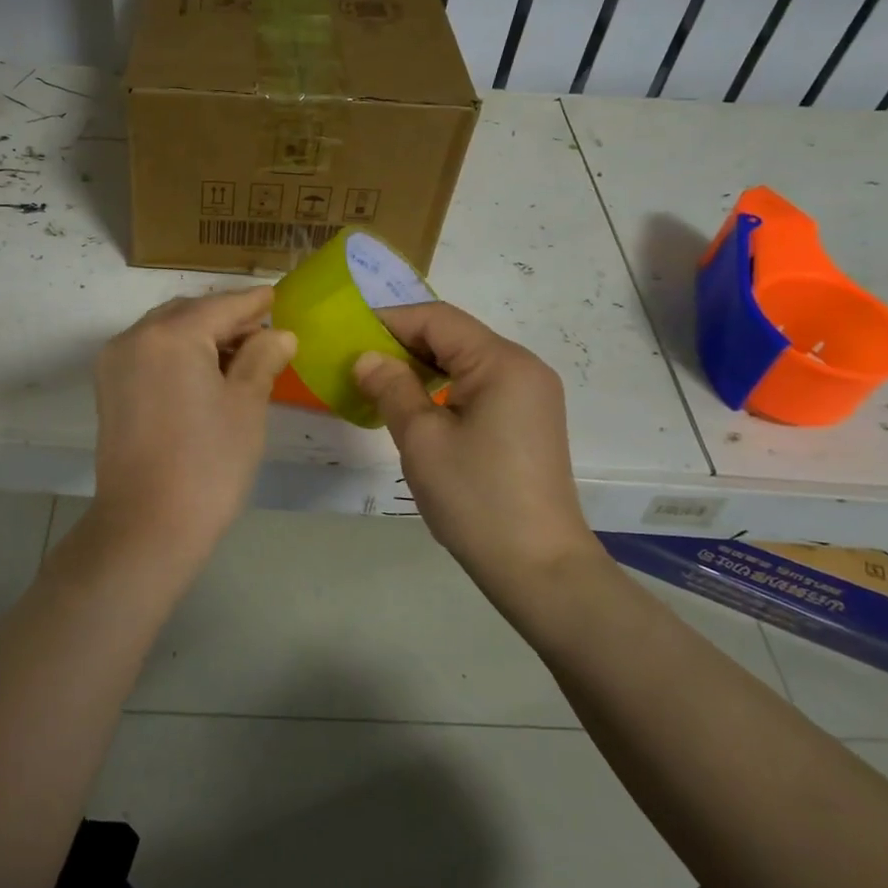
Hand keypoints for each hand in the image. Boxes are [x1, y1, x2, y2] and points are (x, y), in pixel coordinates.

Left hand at [89, 287, 296, 557]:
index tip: (276, 297)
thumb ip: (262, 358)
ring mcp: (116, 363)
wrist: (147, 526)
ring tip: (240, 356)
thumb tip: (278, 335)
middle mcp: (135, 338)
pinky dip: (178, 353)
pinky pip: (149, 353)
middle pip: (189, 313)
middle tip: (264, 334)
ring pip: (166, 332)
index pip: (221, 307)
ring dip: (201, 335)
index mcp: (171, 335)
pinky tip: (205, 372)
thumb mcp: (246, 405)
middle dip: (226, 319)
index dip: (253, 303)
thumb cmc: (208, 463)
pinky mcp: (109, 389)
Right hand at [353, 302, 598, 588]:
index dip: (390, 320)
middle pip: (454, 336)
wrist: (539, 568)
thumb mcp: (422, 440)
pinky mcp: (528, 420)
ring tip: (379, 384)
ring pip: (465, 361)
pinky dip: (443, 387)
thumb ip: (391, 388)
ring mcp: (530, 395)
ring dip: (422, 367)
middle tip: (357, 362)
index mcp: (502, 362)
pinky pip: (478, 386)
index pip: (437, 319)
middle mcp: (523, 367)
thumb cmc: (476, 498)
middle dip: (403, 343)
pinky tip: (416, 407)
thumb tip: (367, 357)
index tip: (348, 334)